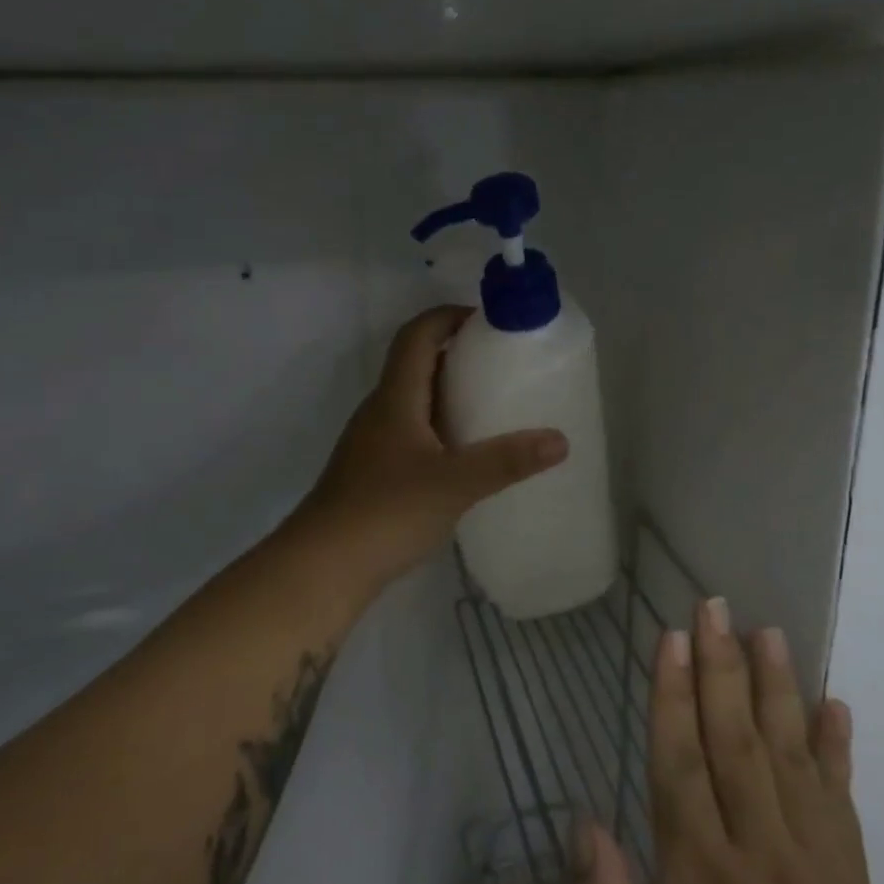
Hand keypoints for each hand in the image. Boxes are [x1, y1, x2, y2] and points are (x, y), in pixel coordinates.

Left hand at [295, 306, 567, 590]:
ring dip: (448, 394)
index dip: (449, 317)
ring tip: (492, 407)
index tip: (489, 321)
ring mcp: (373, 443)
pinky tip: (465, 457)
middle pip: (416, 364)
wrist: (323, 567)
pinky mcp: (373, 473)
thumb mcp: (455, 483)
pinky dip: (440, 429)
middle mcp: (380, 411)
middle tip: (503, 364)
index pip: (418, 335)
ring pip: (413, 401)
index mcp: (395, 398)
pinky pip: (411, 433)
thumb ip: (507, 461)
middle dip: (457, 355)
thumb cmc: (386, 512)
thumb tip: (560, 440)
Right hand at [571, 599, 883, 883]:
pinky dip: (837, 745)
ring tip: (768, 632)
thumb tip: (584, 819)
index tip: (670, 638)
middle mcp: (758, 848)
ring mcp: (813, 855)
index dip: (673, 696)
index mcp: (700, 871)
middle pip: (735, 741)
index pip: (681, 763)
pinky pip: (842, 794)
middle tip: (714, 606)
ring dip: (777, 687)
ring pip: (790, 754)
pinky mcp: (849, 868)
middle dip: (721, 667)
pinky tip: (833, 702)